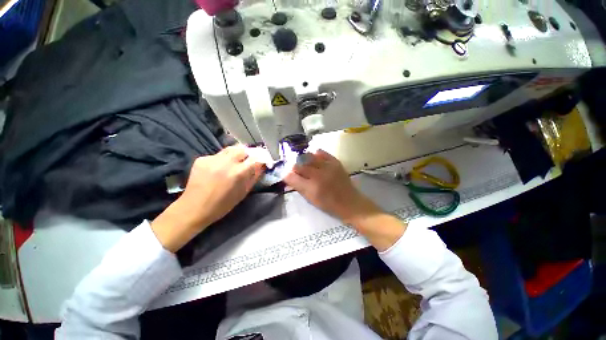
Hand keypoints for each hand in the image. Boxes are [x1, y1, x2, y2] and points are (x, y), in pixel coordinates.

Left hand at [152, 145, 264, 251]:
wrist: (194, 208)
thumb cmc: (223, 205)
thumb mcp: (243, 192)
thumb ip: (254, 177)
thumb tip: (262, 166)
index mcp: (238, 172)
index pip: (256, 158)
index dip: (262, 158)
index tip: (263, 161)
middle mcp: (226, 162)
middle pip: (243, 149)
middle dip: (248, 154)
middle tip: (247, 162)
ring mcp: (212, 159)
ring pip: (230, 148)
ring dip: (236, 154)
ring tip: (234, 163)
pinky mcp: (202, 159)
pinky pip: (218, 154)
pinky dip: (222, 159)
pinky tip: (219, 169)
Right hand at [284, 150, 405, 251]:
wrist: (350, 202)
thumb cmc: (329, 205)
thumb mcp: (311, 200)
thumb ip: (299, 188)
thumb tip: (289, 178)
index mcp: (311, 188)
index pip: (291, 176)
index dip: (287, 175)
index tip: (287, 175)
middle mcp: (318, 175)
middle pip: (299, 165)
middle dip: (294, 167)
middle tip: (295, 170)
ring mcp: (327, 167)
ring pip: (308, 157)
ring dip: (303, 160)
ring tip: (304, 163)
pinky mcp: (335, 162)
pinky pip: (322, 153)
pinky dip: (316, 154)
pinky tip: (315, 158)